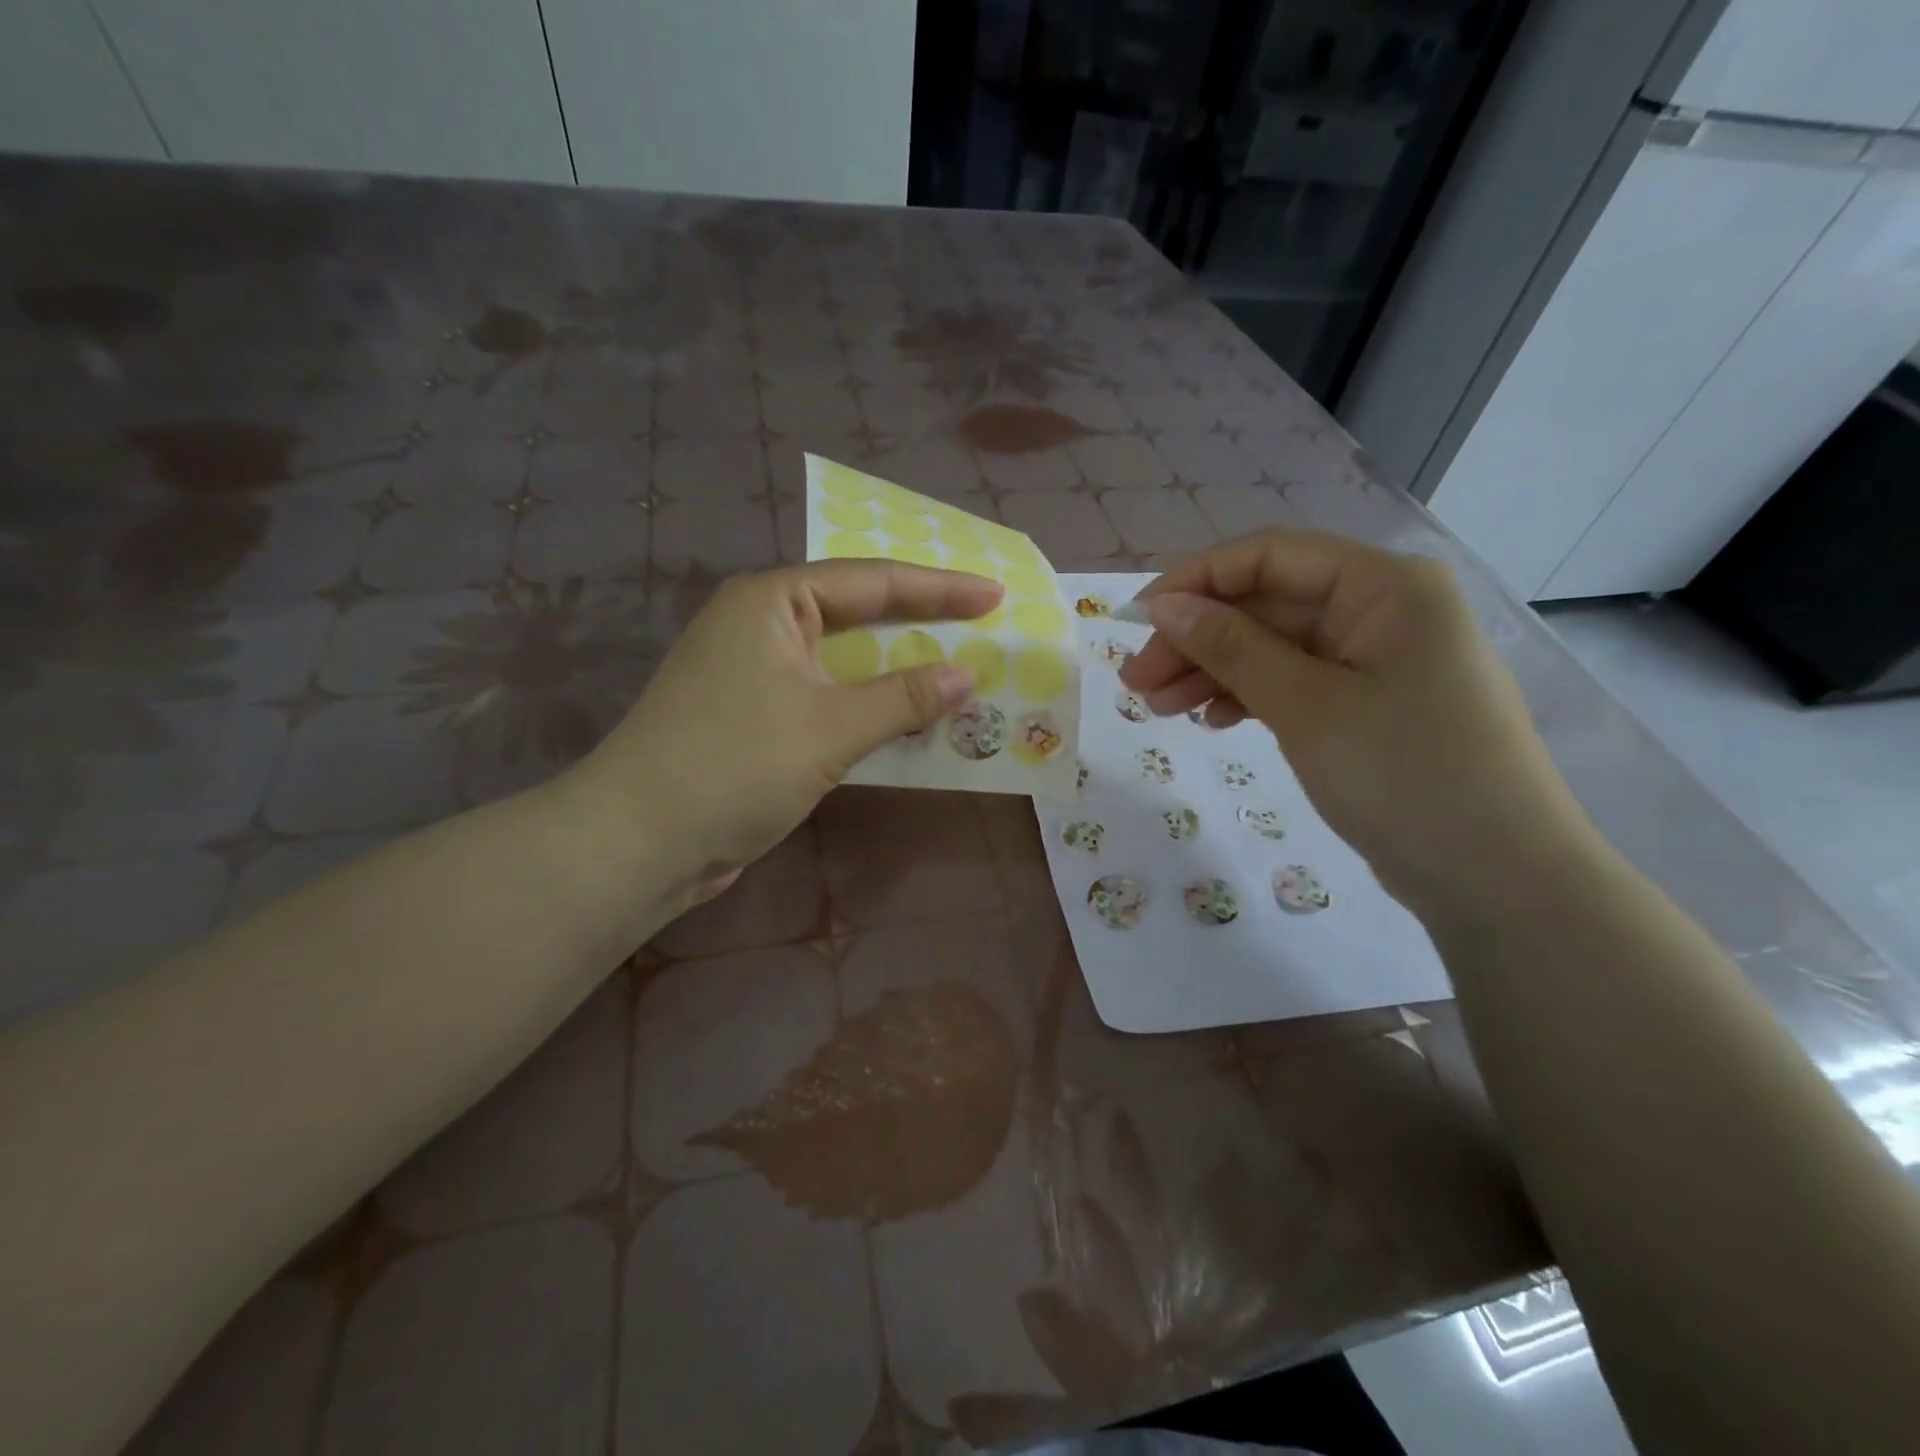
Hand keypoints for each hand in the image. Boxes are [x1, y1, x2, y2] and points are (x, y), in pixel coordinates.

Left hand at [577, 560, 999, 898]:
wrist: (640, 842)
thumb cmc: (735, 765)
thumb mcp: (830, 727)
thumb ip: (902, 697)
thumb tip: (967, 675)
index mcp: (772, 601)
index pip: (873, 581)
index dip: (940, 588)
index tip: (995, 595)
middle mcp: (761, 625)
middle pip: (857, 613)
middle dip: (920, 621)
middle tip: (982, 625)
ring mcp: (754, 673)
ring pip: (844, 660)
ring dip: (897, 670)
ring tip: (958, 669)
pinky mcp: (754, 718)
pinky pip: (828, 698)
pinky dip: (869, 705)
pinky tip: (907, 718)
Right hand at [1119, 529, 1588, 913]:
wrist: (1498, 879)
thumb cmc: (1405, 776)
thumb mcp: (1306, 707)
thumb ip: (1232, 648)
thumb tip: (1164, 605)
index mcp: (1384, 587)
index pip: (1270, 556)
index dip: (1196, 581)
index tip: (1137, 620)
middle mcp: (1382, 609)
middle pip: (1267, 604)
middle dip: (1198, 638)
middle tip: (1136, 682)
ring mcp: (1376, 659)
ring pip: (1274, 647)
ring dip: (1214, 672)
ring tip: (1158, 708)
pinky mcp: (1368, 704)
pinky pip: (1294, 683)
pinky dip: (1250, 697)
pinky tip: (1213, 721)